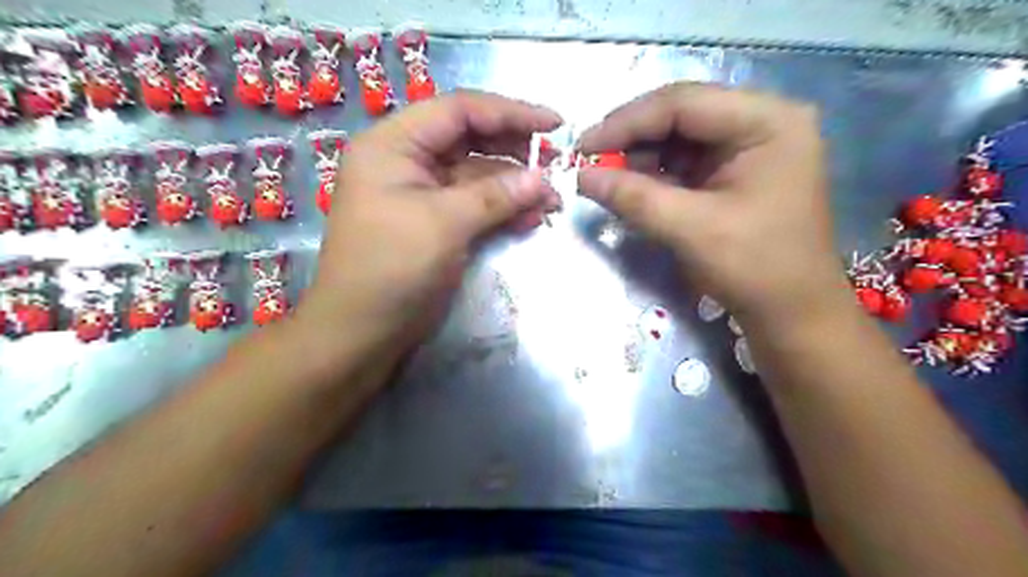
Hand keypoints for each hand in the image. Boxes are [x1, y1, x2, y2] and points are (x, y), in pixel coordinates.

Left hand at [303, 91, 560, 346]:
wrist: (363, 331)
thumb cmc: (391, 268)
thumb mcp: (443, 224)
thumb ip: (494, 196)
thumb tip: (542, 178)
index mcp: (394, 145)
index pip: (459, 111)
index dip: (509, 112)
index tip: (553, 124)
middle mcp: (407, 161)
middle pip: (470, 140)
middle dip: (515, 153)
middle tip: (557, 165)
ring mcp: (423, 194)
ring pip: (477, 176)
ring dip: (515, 187)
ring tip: (552, 202)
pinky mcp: (437, 223)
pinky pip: (475, 205)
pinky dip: (503, 211)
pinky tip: (531, 219)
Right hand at [578, 82, 852, 326]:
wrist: (792, 313)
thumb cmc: (754, 268)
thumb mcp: (689, 229)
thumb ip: (633, 197)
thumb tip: (580, 177)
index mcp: (767, 121)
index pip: (683, 102)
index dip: (626, 122)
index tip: (583, 147)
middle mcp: (762, 121)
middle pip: (681, 114)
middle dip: (632, 139)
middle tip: (591, 162)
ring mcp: (750, 146)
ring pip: (679, 137)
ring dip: (641, 156)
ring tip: (610, 178)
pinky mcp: (736, 171)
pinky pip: (686, 160)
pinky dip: (656, 173)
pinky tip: (634, 187)